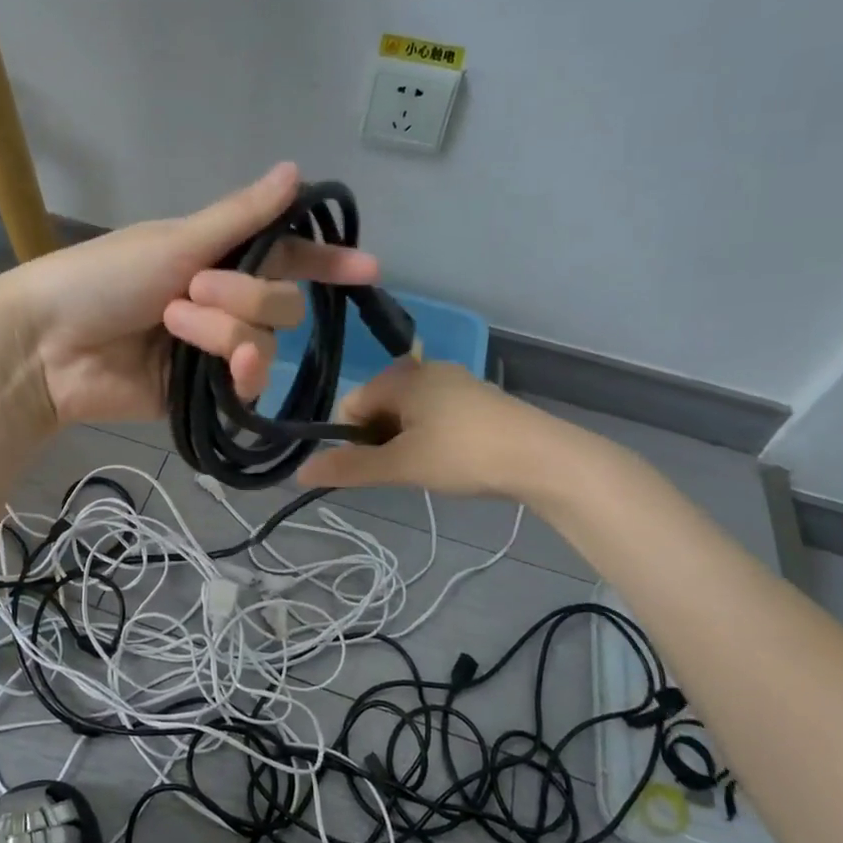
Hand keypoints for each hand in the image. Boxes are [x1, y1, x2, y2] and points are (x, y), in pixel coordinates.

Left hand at [0, 164, 379, 427]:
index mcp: (216, 257)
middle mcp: (223, 302)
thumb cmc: (104, 278)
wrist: (49, 346)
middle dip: (246, 296)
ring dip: (225, 331)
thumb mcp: (176, 241)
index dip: (325, 262)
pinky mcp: (205, 393)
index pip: (285, 257)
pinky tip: (222, 370)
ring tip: (173, 325)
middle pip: (282, 303)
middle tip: (193, 290)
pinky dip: (238, 370)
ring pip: (265, 342)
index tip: (368, 268)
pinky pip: (248, 383)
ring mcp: (214, 349)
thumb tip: (296, 170)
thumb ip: (242, 217)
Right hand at [296, 359, 549, 497]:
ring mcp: (454, 382)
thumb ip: (350, 467)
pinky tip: (450, 460)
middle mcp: (424, 370)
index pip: (351, 405)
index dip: (351, 439)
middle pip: (378, 407)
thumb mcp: (401, 465)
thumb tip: (299, 472)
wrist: (543, 457)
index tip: (373, 467)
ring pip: (407, 413)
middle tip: (402, 471)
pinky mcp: (477, 399)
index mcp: (401, 377)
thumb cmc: (463, 454)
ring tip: (427, 469)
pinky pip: (434, 414)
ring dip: (404, 441)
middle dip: (379, 440)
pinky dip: (430, 437)